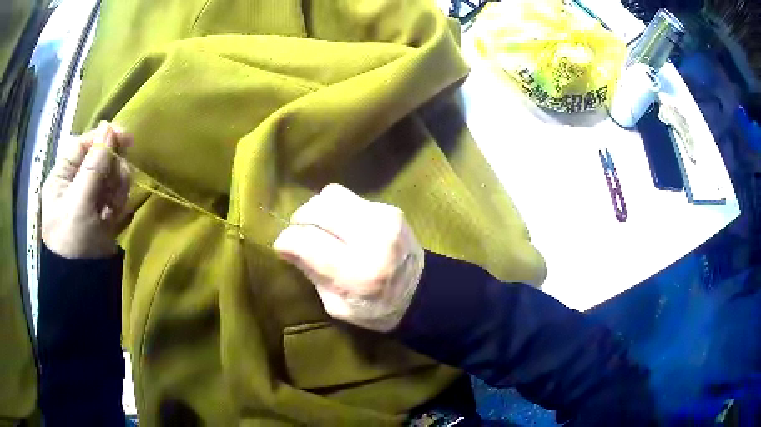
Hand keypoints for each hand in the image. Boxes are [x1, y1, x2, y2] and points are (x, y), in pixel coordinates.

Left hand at [42, 121, 131, 258]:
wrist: (82, 285)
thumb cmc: (73, 241)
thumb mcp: (80, 202)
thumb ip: (94, 164)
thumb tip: (109, 127)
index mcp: (62, 177)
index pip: (82, 145)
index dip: (102, 138)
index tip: (125, 137)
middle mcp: (74, 184)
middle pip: (99, 159)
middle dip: (112, 167)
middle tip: (120, 180)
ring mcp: (88, 199)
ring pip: (109, 176)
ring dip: (117, 185)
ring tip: (115, 205)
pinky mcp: (100, 213)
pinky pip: (114, 195)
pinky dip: (118, 200)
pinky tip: (115, 213)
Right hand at [274, 184, 423, 331]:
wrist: (421, 292)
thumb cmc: (376, 309)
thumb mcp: (337, 306)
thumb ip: (311, 272)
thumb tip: (285, 245)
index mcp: (358, 271)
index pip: (306, 240)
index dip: (287, 241)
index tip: (283, 247)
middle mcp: (372, 237)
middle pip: (318, 209)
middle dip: (300, 220)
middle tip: (300, 235)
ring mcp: (384, 217)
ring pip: (331, 195)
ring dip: (318, 210)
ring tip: (321, 228)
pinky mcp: (389, 208)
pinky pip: (349, 198)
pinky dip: (337, 209)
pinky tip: (342, 226)